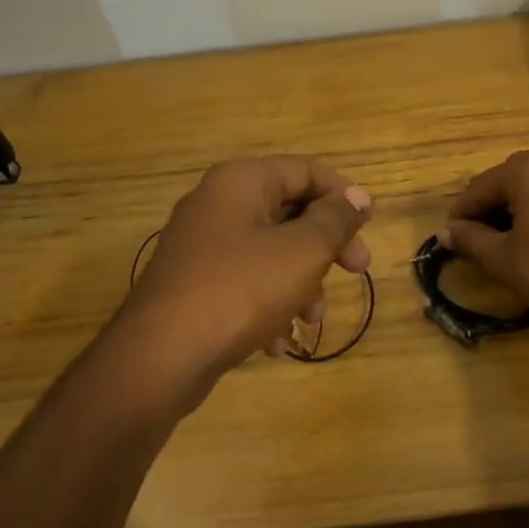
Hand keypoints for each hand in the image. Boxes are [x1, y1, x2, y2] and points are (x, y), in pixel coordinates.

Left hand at [123, 156, 371, 380]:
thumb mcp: (302, 251)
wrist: (161, 356)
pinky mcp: (194, 285)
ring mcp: (202, 246)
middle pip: (290, 211)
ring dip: (302, 283)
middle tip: (357, 271)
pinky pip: (245, 283)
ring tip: (311, 321)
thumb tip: (358, 196)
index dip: (343, 196)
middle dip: (326, 246)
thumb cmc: (241, 290)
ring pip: (271, 252)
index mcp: (241, 182)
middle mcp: (217, 204)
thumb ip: (335, 219)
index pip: (306, 170)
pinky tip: (278, 342)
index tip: (367, 230)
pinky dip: (269, 305)